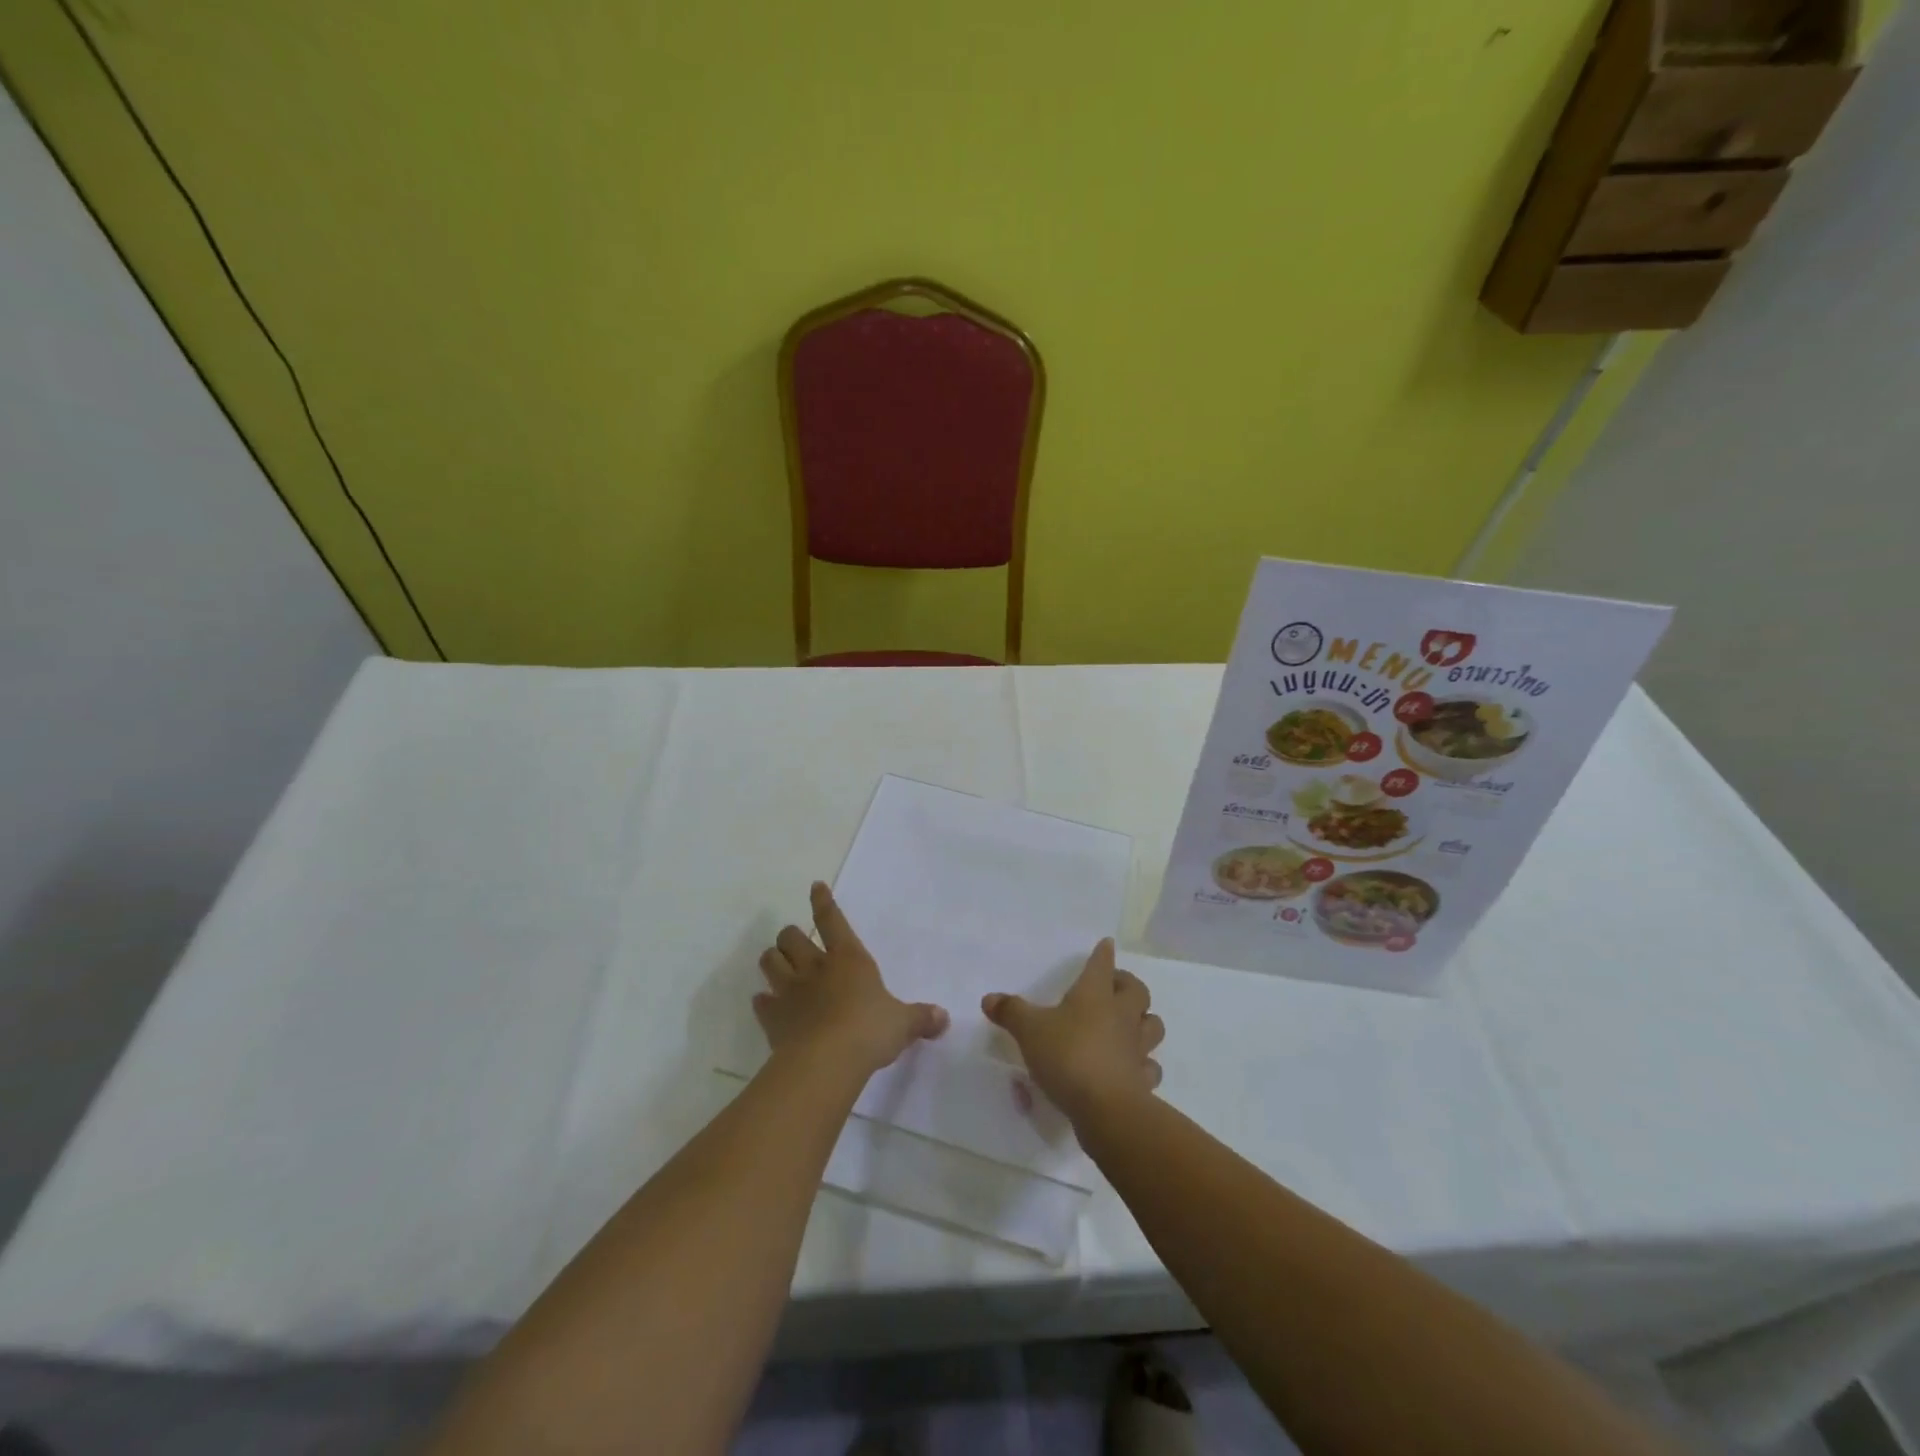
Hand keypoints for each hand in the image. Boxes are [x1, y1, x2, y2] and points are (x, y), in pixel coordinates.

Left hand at [756, 882, 948, 1076]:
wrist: (826, 1062)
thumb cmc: (869, 1031)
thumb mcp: (903, 1024)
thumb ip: (921, 1018)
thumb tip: (944, 1017)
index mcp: (848, 958)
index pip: (832, 920)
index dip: (823, 901)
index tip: (815, 886)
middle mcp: (815, 967)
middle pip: (791, 937)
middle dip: (791, 936)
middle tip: (796, 942)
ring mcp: (790, 991)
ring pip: (769, 961)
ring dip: (772, 960)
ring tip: (777, 964)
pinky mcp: (773, 1018)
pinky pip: (761, 1002)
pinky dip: (764, 1001)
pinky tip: (767, 1003)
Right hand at [981, 939, 1164, 1123]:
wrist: (1106, 1108)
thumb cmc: (1068, 1056)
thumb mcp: (1029, 1031)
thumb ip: (1011, 1013)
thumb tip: (989, 998)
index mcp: (1095, 994)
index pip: (1102, 964)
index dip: (1103, 954)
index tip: (1107, 945)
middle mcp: (1121, 1015)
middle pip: (1137, 990)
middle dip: (1128, 984)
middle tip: (1114, 987)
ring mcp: (1136, 1047)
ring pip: (1152, 1025)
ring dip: (1144, 1021)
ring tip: (1129, 1025)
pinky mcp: (1143, 1078)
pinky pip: (1149, 1065)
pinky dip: (1144, 1064)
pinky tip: (1132, 1068)